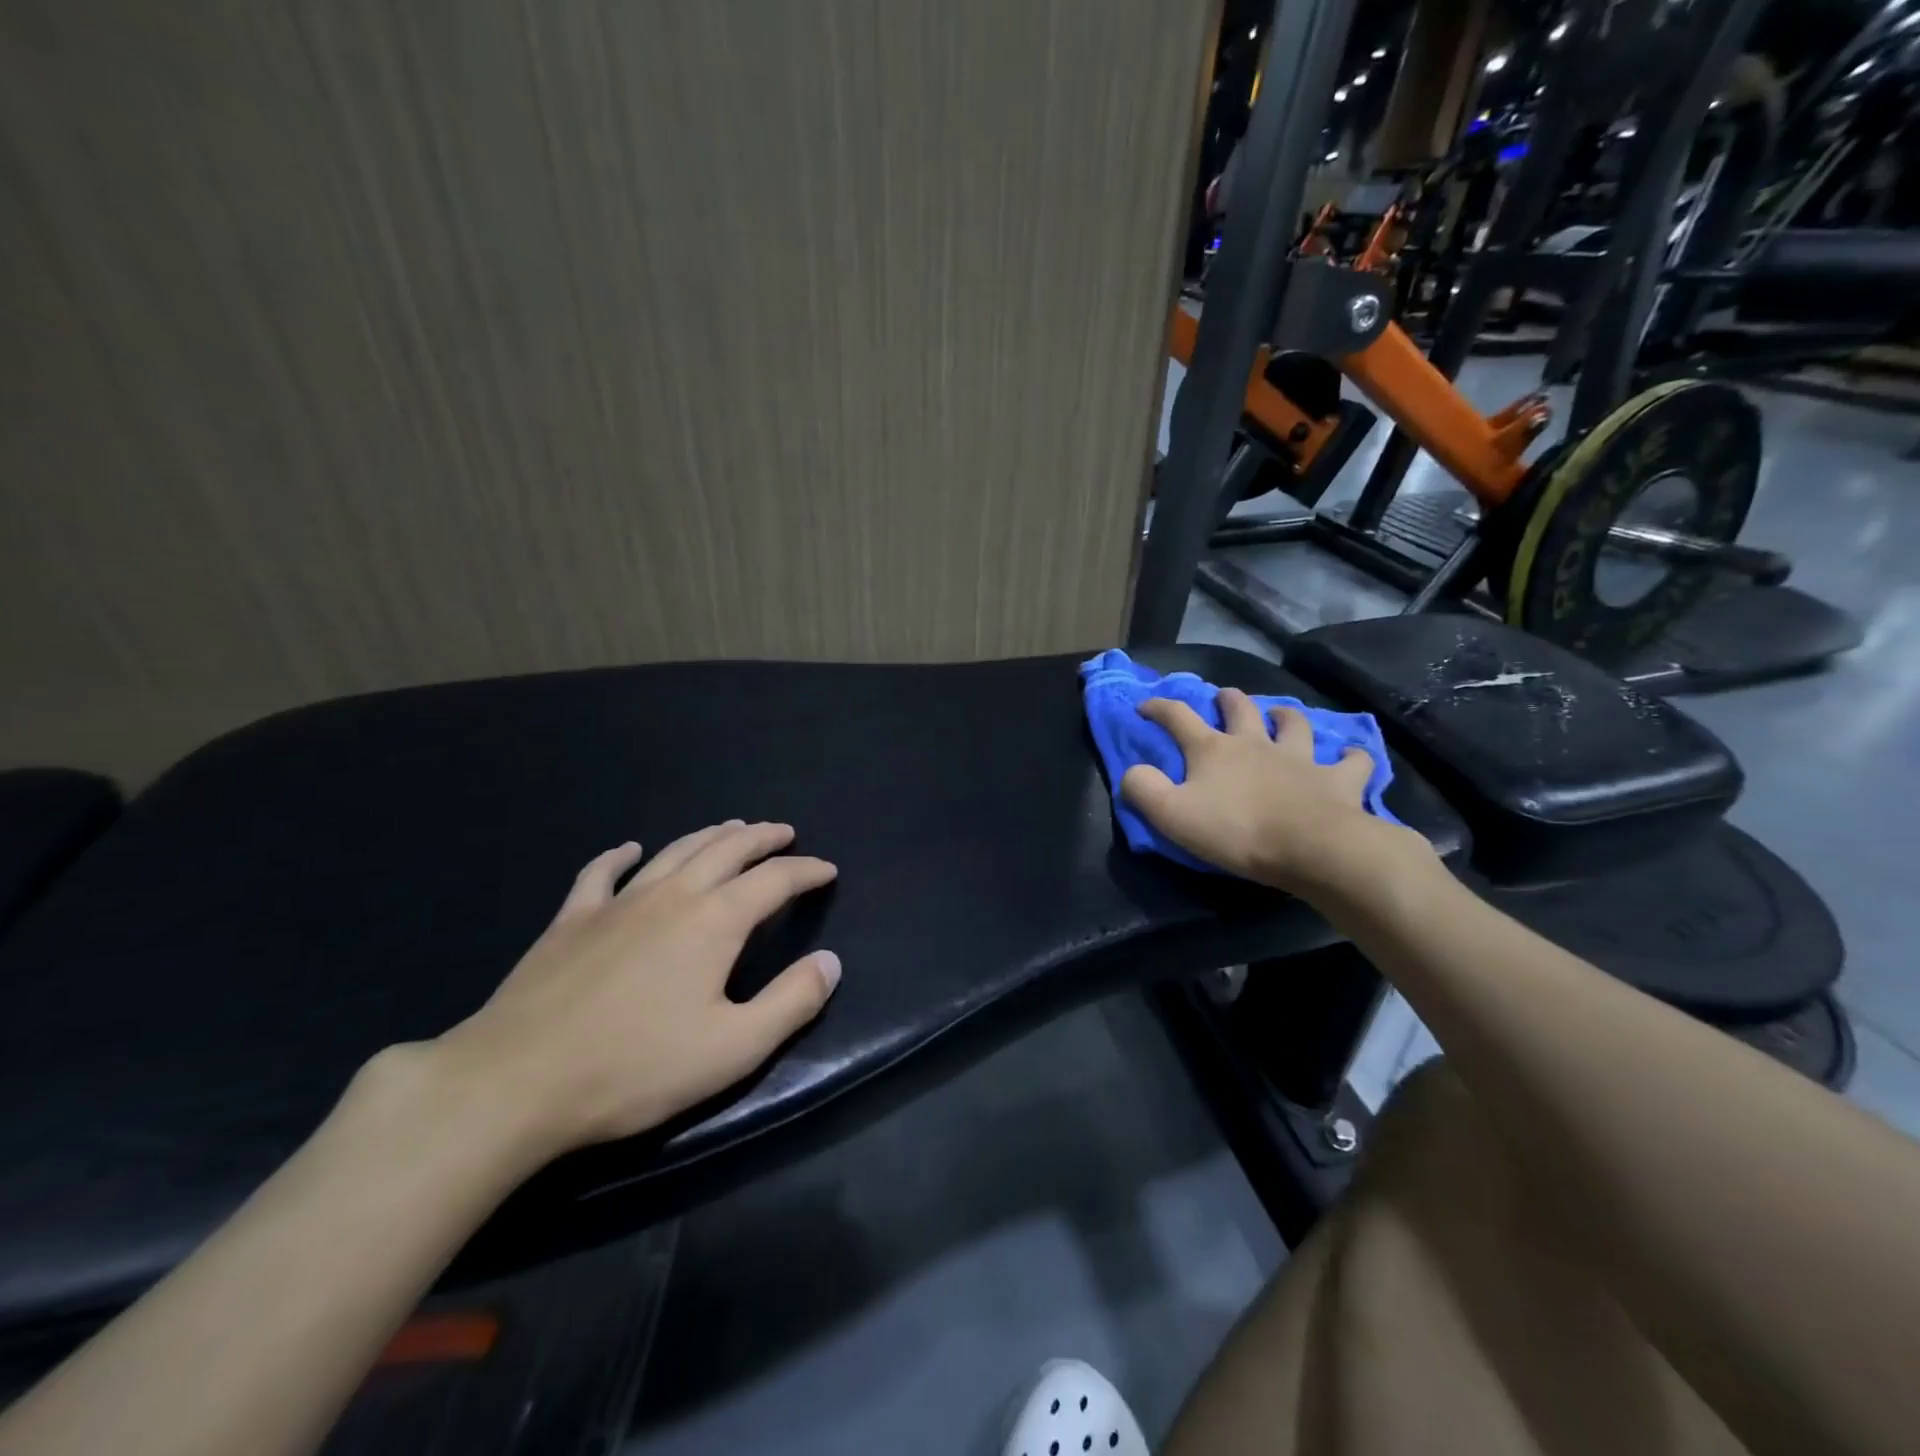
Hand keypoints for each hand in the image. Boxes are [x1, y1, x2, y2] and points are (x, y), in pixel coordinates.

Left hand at [429, 821, 840, 1161]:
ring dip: (710, 835)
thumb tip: (832, 962)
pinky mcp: (571, 920)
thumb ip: (792, 1002)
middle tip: (784, 832)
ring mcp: (617, 903)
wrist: (516, 1082)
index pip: (775, 880)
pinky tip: (631, 848)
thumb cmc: (636, 1068)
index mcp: (715, 921)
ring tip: (732, 828)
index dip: (806, 871)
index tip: (827, 870)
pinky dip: (621, 855)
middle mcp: (672, 896)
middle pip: (727, 850)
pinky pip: (601, 873)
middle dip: (762, 838)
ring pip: (674, 852)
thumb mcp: (734, 1048)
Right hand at [1119, 688, 1430, 897]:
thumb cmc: (1237, 831)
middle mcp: (1255, 744)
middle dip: (1227, 699)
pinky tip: (1350, 755)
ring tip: (1280, 715)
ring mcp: (1299, 758)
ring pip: (1294, 724)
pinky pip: (1351, 761)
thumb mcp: (1172, 815)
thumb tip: (1132, 771)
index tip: (1145, 705)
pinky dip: (1350, 756)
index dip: (1159, 707)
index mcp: (1213, 750)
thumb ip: (1144, 790)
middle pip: (1240, 709)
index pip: (1178, 717)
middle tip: (1222, 697)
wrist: (1314, 848)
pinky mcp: (1338, 780)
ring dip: (1285, 716)